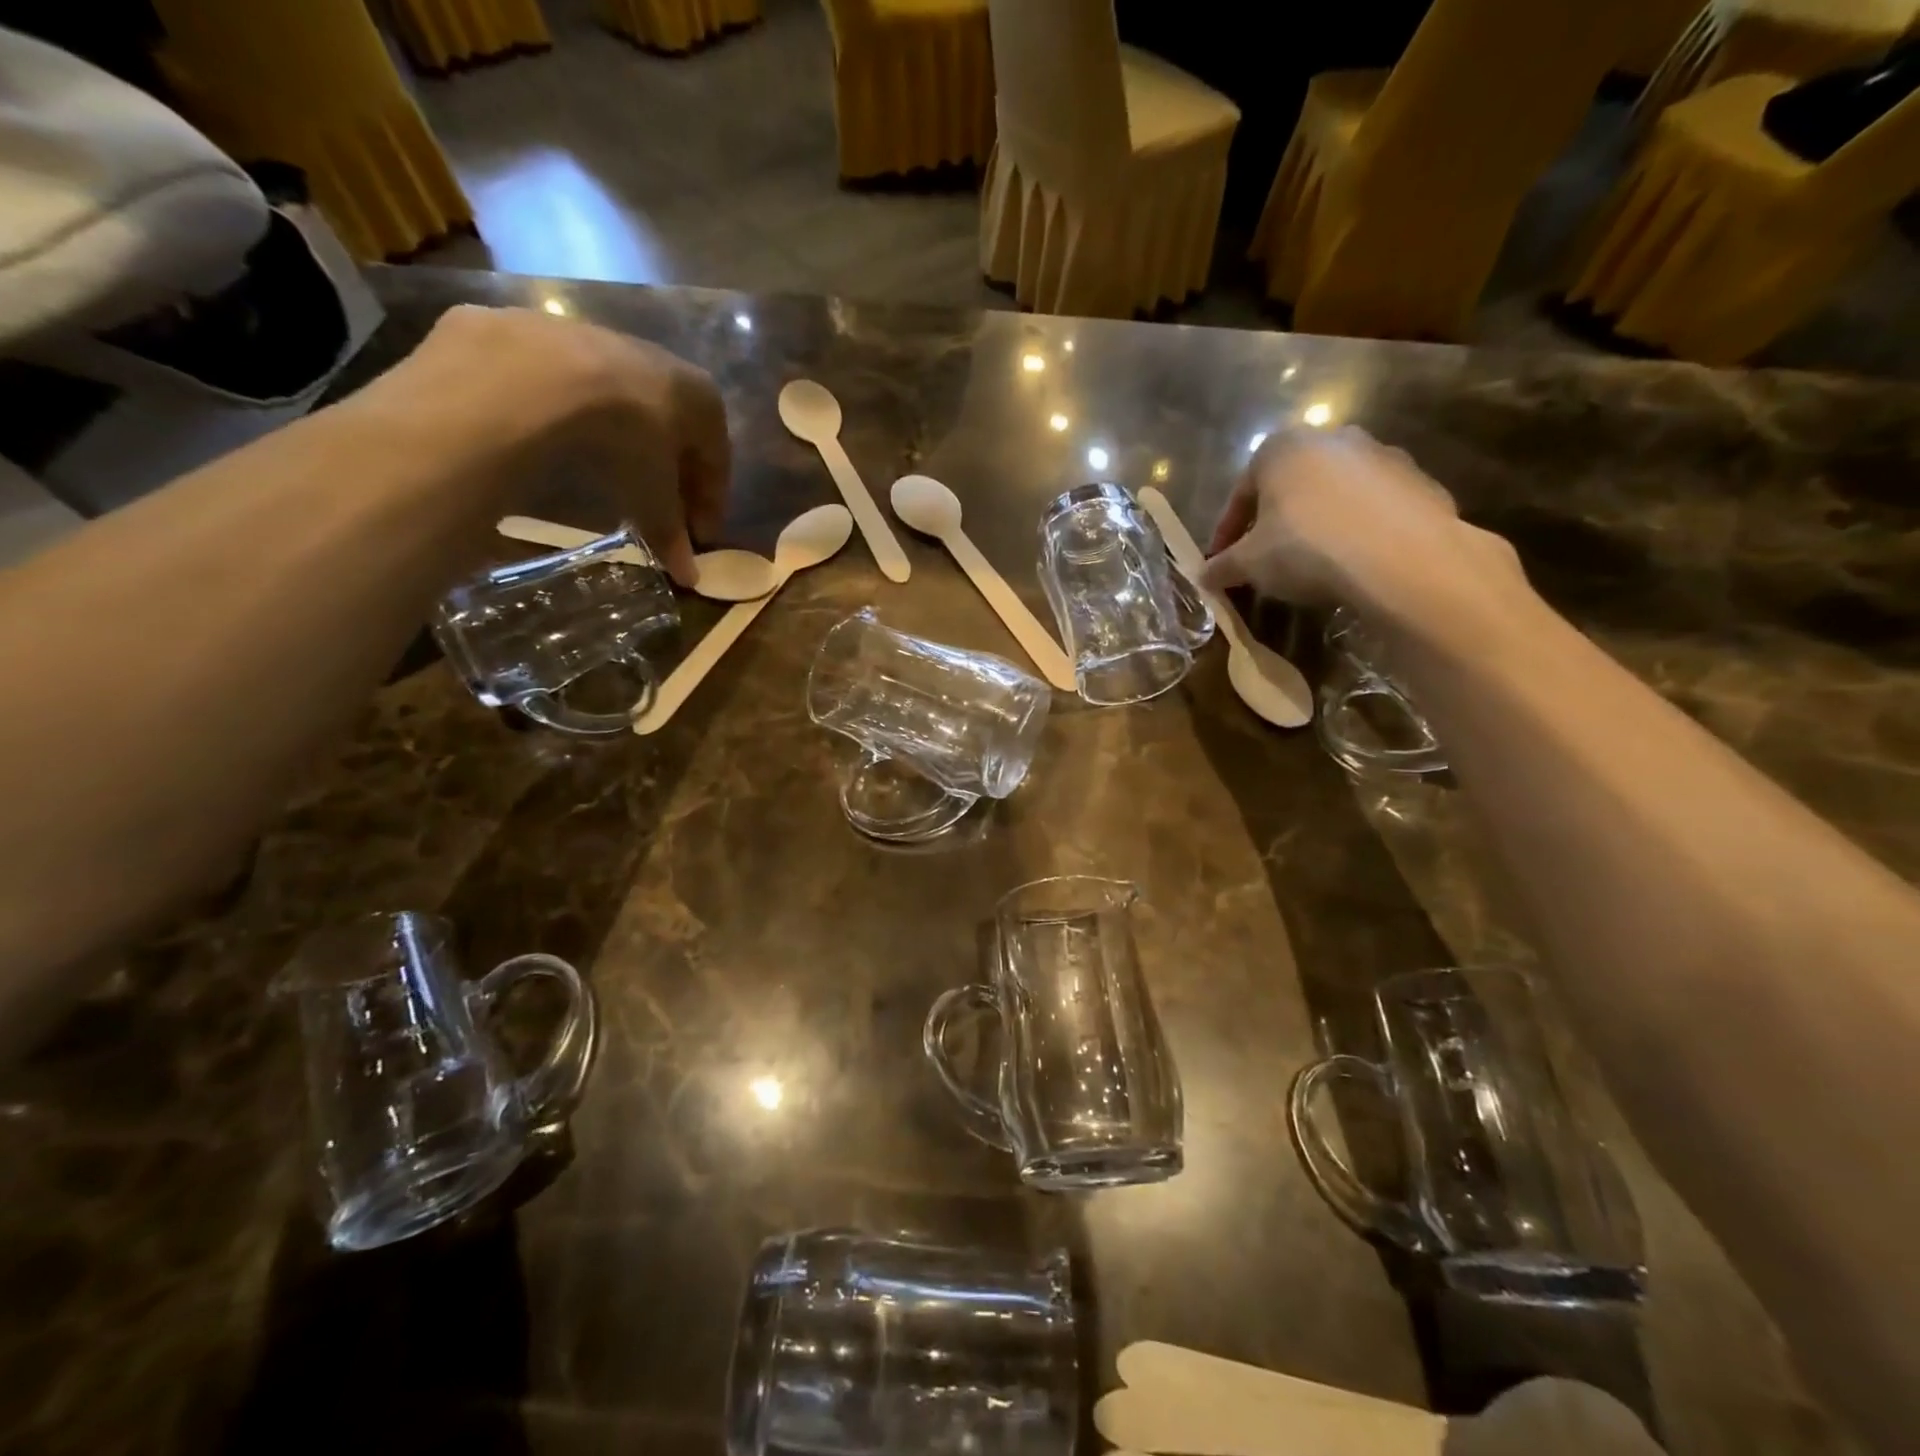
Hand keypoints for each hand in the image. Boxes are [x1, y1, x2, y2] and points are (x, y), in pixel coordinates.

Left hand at [404, 306, 730, 583]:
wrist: (537, 374)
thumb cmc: (625, 440)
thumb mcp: (653, 496)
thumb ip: (670, 533)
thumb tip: (688, 577)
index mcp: (703, 399)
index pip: (717, 462)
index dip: (709, 504)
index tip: (699, 537)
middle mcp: (664, 361)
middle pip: (675, 430)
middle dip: (671, 473)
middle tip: (661, 511)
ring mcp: (604, 340)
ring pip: (626, 404)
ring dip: (626, 441)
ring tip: (612, 478)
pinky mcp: (548, 334)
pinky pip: (575, 388)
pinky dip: (578, 418)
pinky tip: (564, 442)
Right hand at [1201, 427, 1520, 616]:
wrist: (1400, 558)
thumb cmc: (1305, 548)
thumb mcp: (1249, 564)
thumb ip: (1223, 566)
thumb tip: (1204, 576)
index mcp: (1282, 448)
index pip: (1241, 491)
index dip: (1227, 530)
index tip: (1222, 561)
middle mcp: (1332, 438)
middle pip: (1292, 485)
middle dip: (1276, 520)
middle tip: (1267, 559)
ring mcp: (1383, 455)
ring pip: (1336, 492)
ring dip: (1321, 522)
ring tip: (1314, 563)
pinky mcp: (1420, 481)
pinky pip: (1376, 508)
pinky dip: (1361, 530)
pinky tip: (1356, 562)